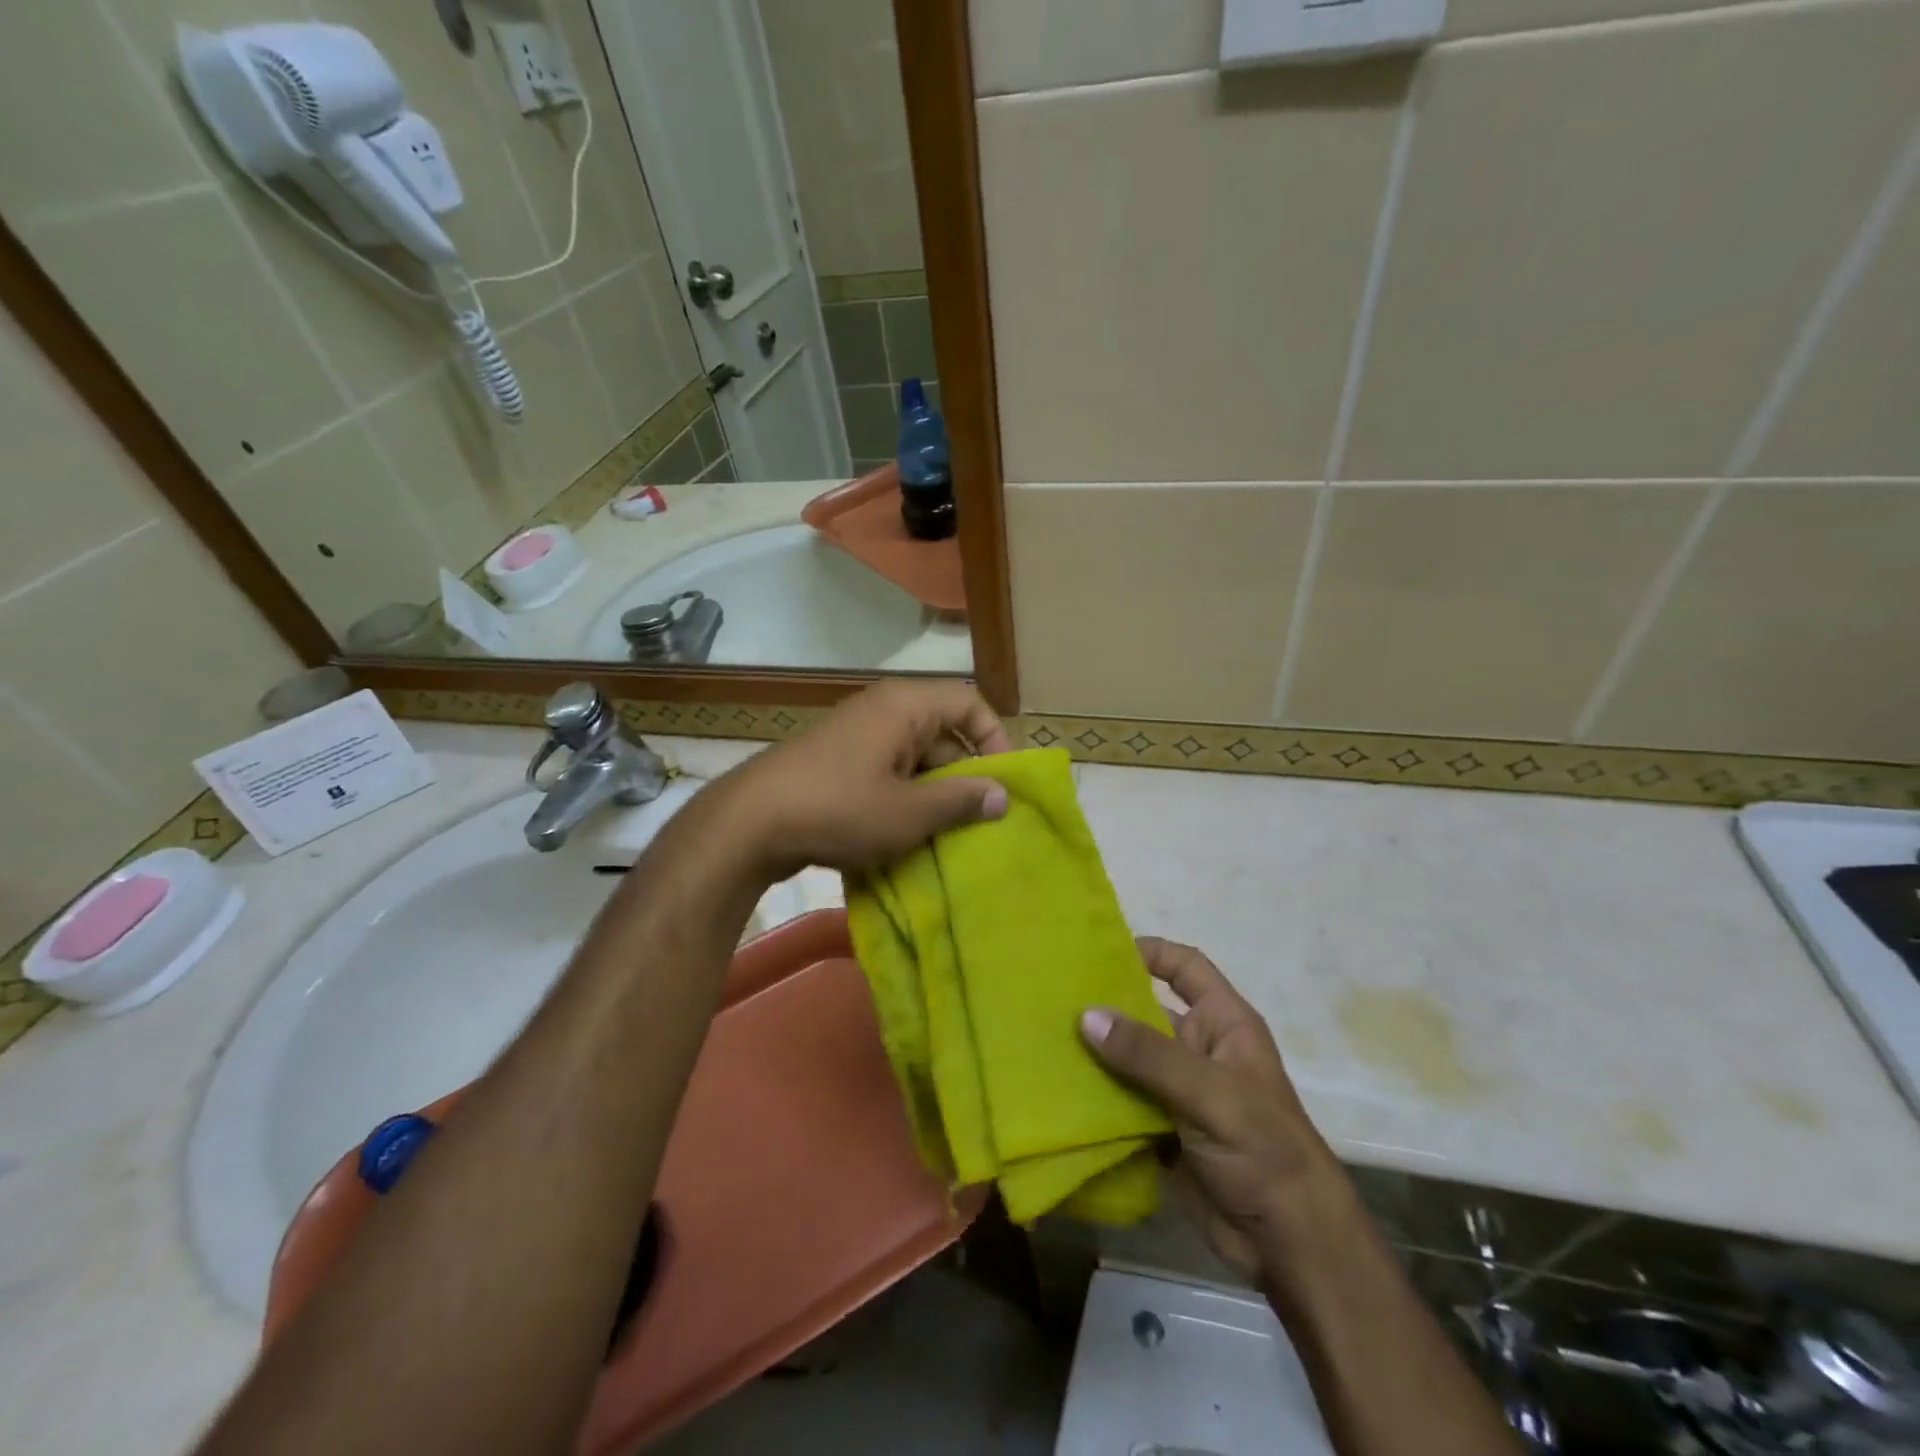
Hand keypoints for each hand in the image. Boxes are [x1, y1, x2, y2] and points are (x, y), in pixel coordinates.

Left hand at [721, 680, 1013, 877]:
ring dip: (934, 794)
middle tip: (979, 821)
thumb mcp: (909, 812)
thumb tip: (1002, 795)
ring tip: (946, 837)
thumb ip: (961, 800)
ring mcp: (858, 736)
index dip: (995, 739)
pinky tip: (906, 837)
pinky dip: (904, 799)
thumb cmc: (839, 808)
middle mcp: (883, 710)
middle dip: (964, 776)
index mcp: (905, 706)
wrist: (750, 824)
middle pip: (944, 733)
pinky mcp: (839, 763)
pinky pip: (888, 772)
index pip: (970, 703)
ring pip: (916, 759)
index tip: (1002, 783)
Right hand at [1080, 938, 1349, 1283]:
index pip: (1186, 969)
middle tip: (1050, 995)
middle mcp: (1198, 1050)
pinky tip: (1056, 1089)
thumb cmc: (1264, 1150)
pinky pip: (1121, 1101)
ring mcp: (1178, 1092)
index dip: (1150, 952)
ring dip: (1093, 1053)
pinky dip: (1094, 1097)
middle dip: (1105, 1005)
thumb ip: (1148, 1054)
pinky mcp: (1161, 1130)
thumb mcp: (1209, 1093)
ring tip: (1042, 1038)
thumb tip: (1086, 1014)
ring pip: (1128, 1059)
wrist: (1289, 1245)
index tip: (1100, 949)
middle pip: (1146, 1013)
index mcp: (1223, 1025)